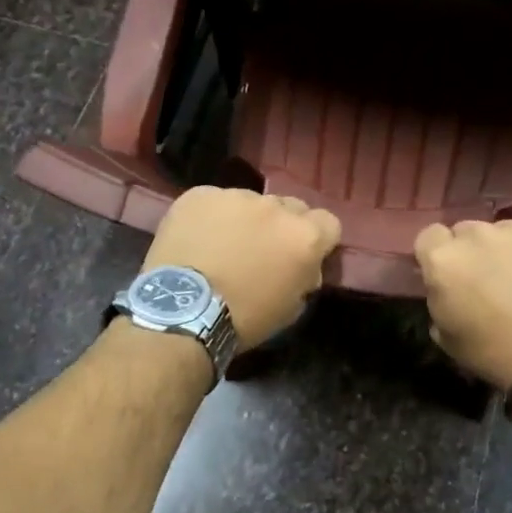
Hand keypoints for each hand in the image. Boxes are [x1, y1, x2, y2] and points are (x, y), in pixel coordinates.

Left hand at [143, 186, 341, 349]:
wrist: (182, 311)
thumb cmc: (244, 318)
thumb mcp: (291, 308)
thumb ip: (305, 276)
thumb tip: (305, 266)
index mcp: (305, 235)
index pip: (329, 222)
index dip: (318, 239)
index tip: (302, 255)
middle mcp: (275, 207)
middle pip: (290, 207)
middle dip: (282, 226)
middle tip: (262, 251)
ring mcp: (236, 196)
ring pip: (251, 202)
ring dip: (245, 220)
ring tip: (223, 246)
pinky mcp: (200, 194)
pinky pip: (214, 201)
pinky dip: (211, 217)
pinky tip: (197, 240)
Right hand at [414, 220, 511, 389]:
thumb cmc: (496, 353)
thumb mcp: (448, 338)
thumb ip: (439, 301)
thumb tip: (446, 291)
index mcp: (445, 259)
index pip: (429, 236)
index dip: (437, 254)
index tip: (447, 275)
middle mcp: (479, 234)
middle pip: (467, 231)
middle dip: (472, 251)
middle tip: (486, 281)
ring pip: (506, 231)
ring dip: (507, 250)